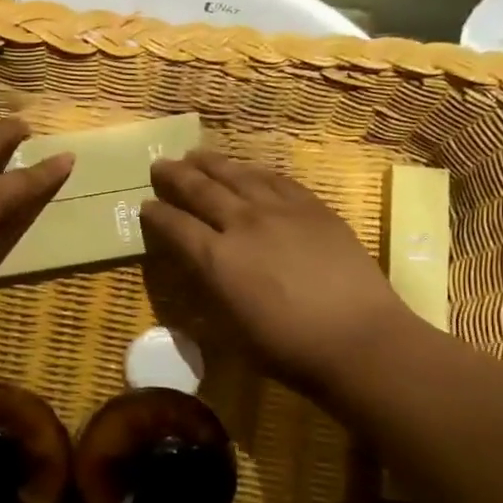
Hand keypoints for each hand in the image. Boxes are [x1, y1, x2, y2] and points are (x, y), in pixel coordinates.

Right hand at [142, 150, 416, 394]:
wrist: (357, 338)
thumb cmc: (286, 347)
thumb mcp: (229, 327)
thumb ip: (207, 288)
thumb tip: (195, 265)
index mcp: (216, 259)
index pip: (175, 226)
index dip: (156, 215)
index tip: (144, 206)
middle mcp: (243, 224)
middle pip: (201, 190)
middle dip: (175, 177)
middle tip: (160, 165)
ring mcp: (280, 211)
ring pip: (237, 176)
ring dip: (211, 163)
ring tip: (195, 154)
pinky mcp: (313, 208)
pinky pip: (276, 179)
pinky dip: (254, 171)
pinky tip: (247, 168)